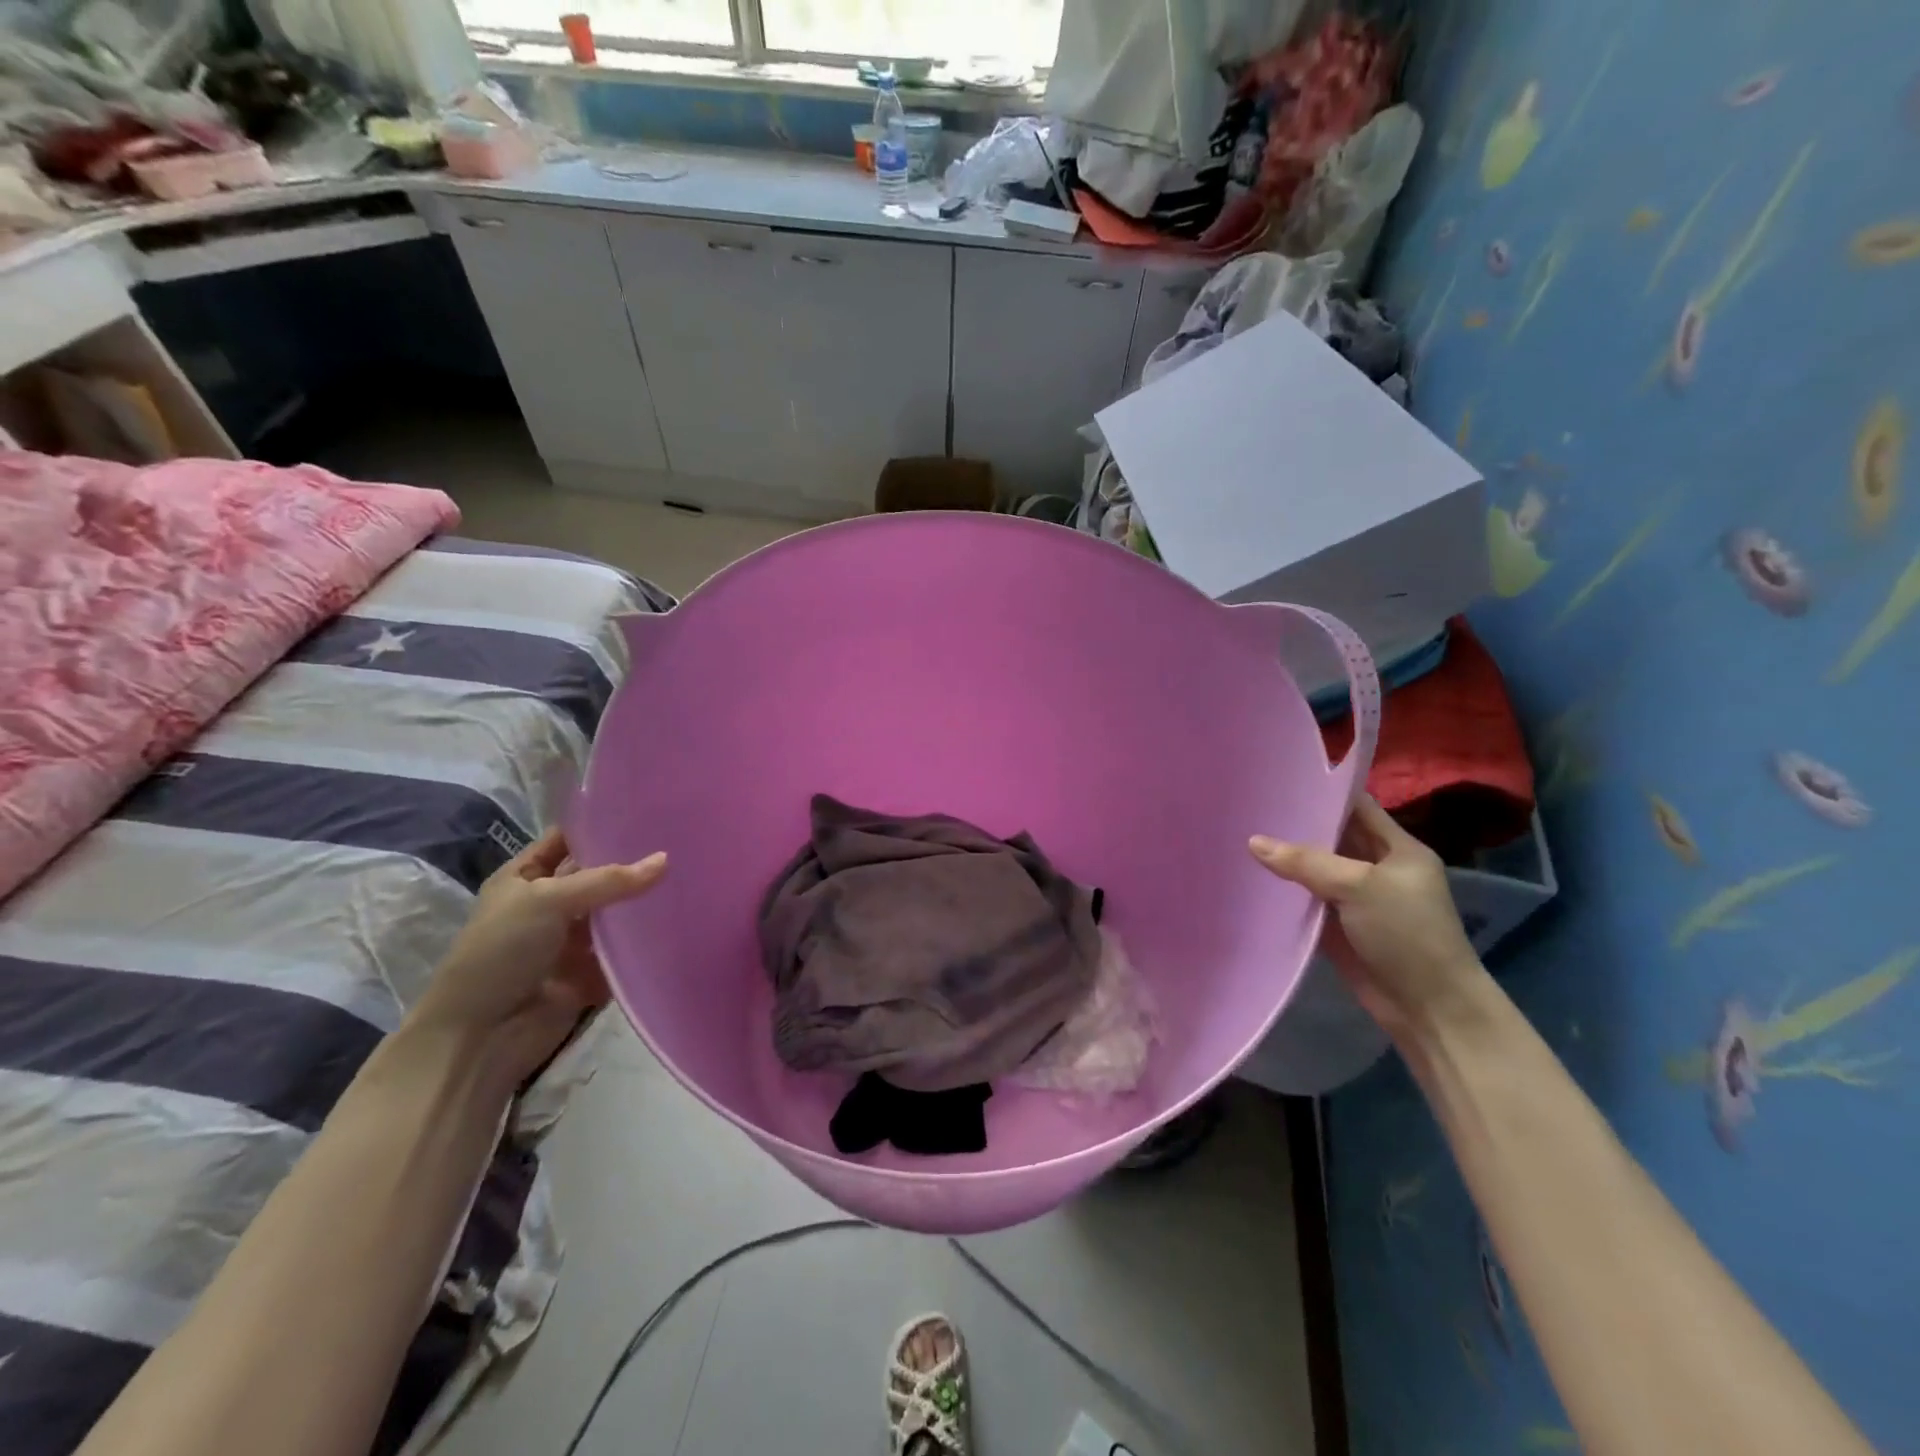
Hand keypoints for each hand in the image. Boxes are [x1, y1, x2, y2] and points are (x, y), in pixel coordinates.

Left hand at [407, 830, 666, 1086]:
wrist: (481, 1035)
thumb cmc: (501, 952)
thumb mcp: (548, 900)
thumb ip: (609, 880)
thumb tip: (666, 859)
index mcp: (525, 878)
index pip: (568, 840)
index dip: (600, 824)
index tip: (646, 808)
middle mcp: (551, 904)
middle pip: (599, 874)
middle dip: (632, 861)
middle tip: (682, 838)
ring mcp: (572, 940)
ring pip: (616, 912)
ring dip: (644, 900)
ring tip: (692, 872)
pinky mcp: (592, 972)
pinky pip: (626, 949)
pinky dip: (647, 939)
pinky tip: (684, 918)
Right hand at [1250, 795, 1488, 1044]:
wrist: (1429, 1008)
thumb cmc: (1407, 934)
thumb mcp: (1359, 887)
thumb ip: (1306, 862)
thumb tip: (1253, 842)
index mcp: (1398, 848)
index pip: (1357, 807)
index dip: (1323, 792)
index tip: (1279, 780)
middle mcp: (1377, 868)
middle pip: (1332, 837)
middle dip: (1296, 825)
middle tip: (1248, 807)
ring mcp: (1357, 899)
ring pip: (1315, 870)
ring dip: (1285, 860)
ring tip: (1239, 836)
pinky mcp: (1339, 927)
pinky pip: (1306, 901)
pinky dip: (1284, 893)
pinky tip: (1251, 879)